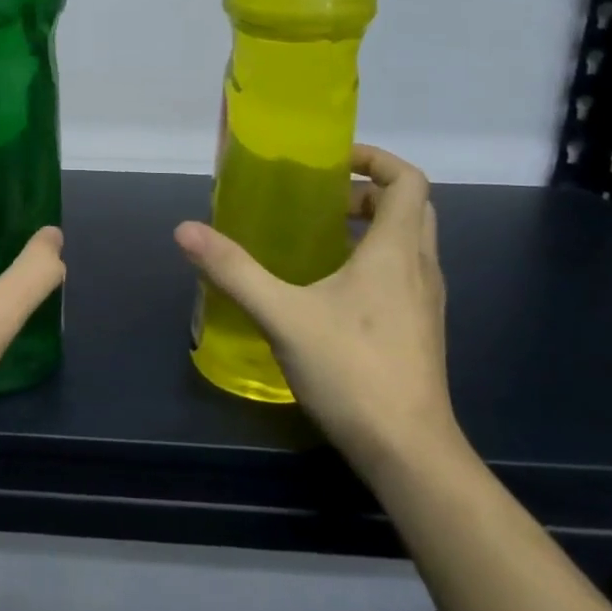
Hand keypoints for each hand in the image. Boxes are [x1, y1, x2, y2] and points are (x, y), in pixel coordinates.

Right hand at [175, 145, 452, 478]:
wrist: (408, 450)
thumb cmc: (351, 370)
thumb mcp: (282, 315)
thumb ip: (234, 270)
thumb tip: (185, 230)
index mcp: (396, 251)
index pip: (409, 181)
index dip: (376, 160)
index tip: (334, 163)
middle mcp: (420, 267)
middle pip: (411, 207)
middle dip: (370, 192)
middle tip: (323, 199)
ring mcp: (426, 302)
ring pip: (410, 242)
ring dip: (373, 227)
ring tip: (321, 238)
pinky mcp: (420, 330)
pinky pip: (404, 274)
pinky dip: (375, 261)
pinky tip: (331, 290)